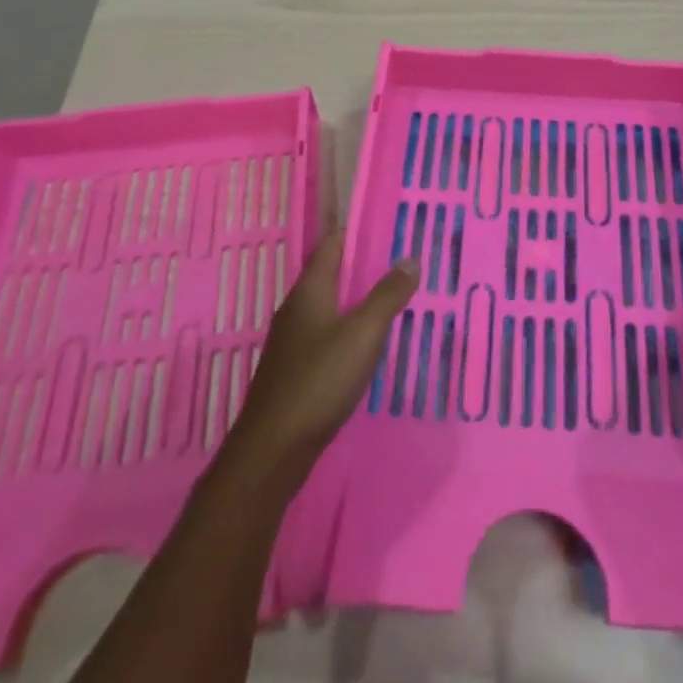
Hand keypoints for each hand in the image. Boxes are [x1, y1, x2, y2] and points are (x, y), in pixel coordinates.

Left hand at [225, 234, 417, 481]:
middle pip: (332, 275)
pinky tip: (367, 348)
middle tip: (402, 269)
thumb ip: (388, 294)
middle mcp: (296, 308)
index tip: (393, 233)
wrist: (272, 450)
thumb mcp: (363, 333)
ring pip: (330, 308)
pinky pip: (325, 336)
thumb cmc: (319, 380)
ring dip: (358, 303)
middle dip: (365, 270)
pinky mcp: (293, 369)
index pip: (333, 244)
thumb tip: (409, 258)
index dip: (360, 234)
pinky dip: (348, 332)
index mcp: (310, 289)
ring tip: (393, 305)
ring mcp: (291, 341)